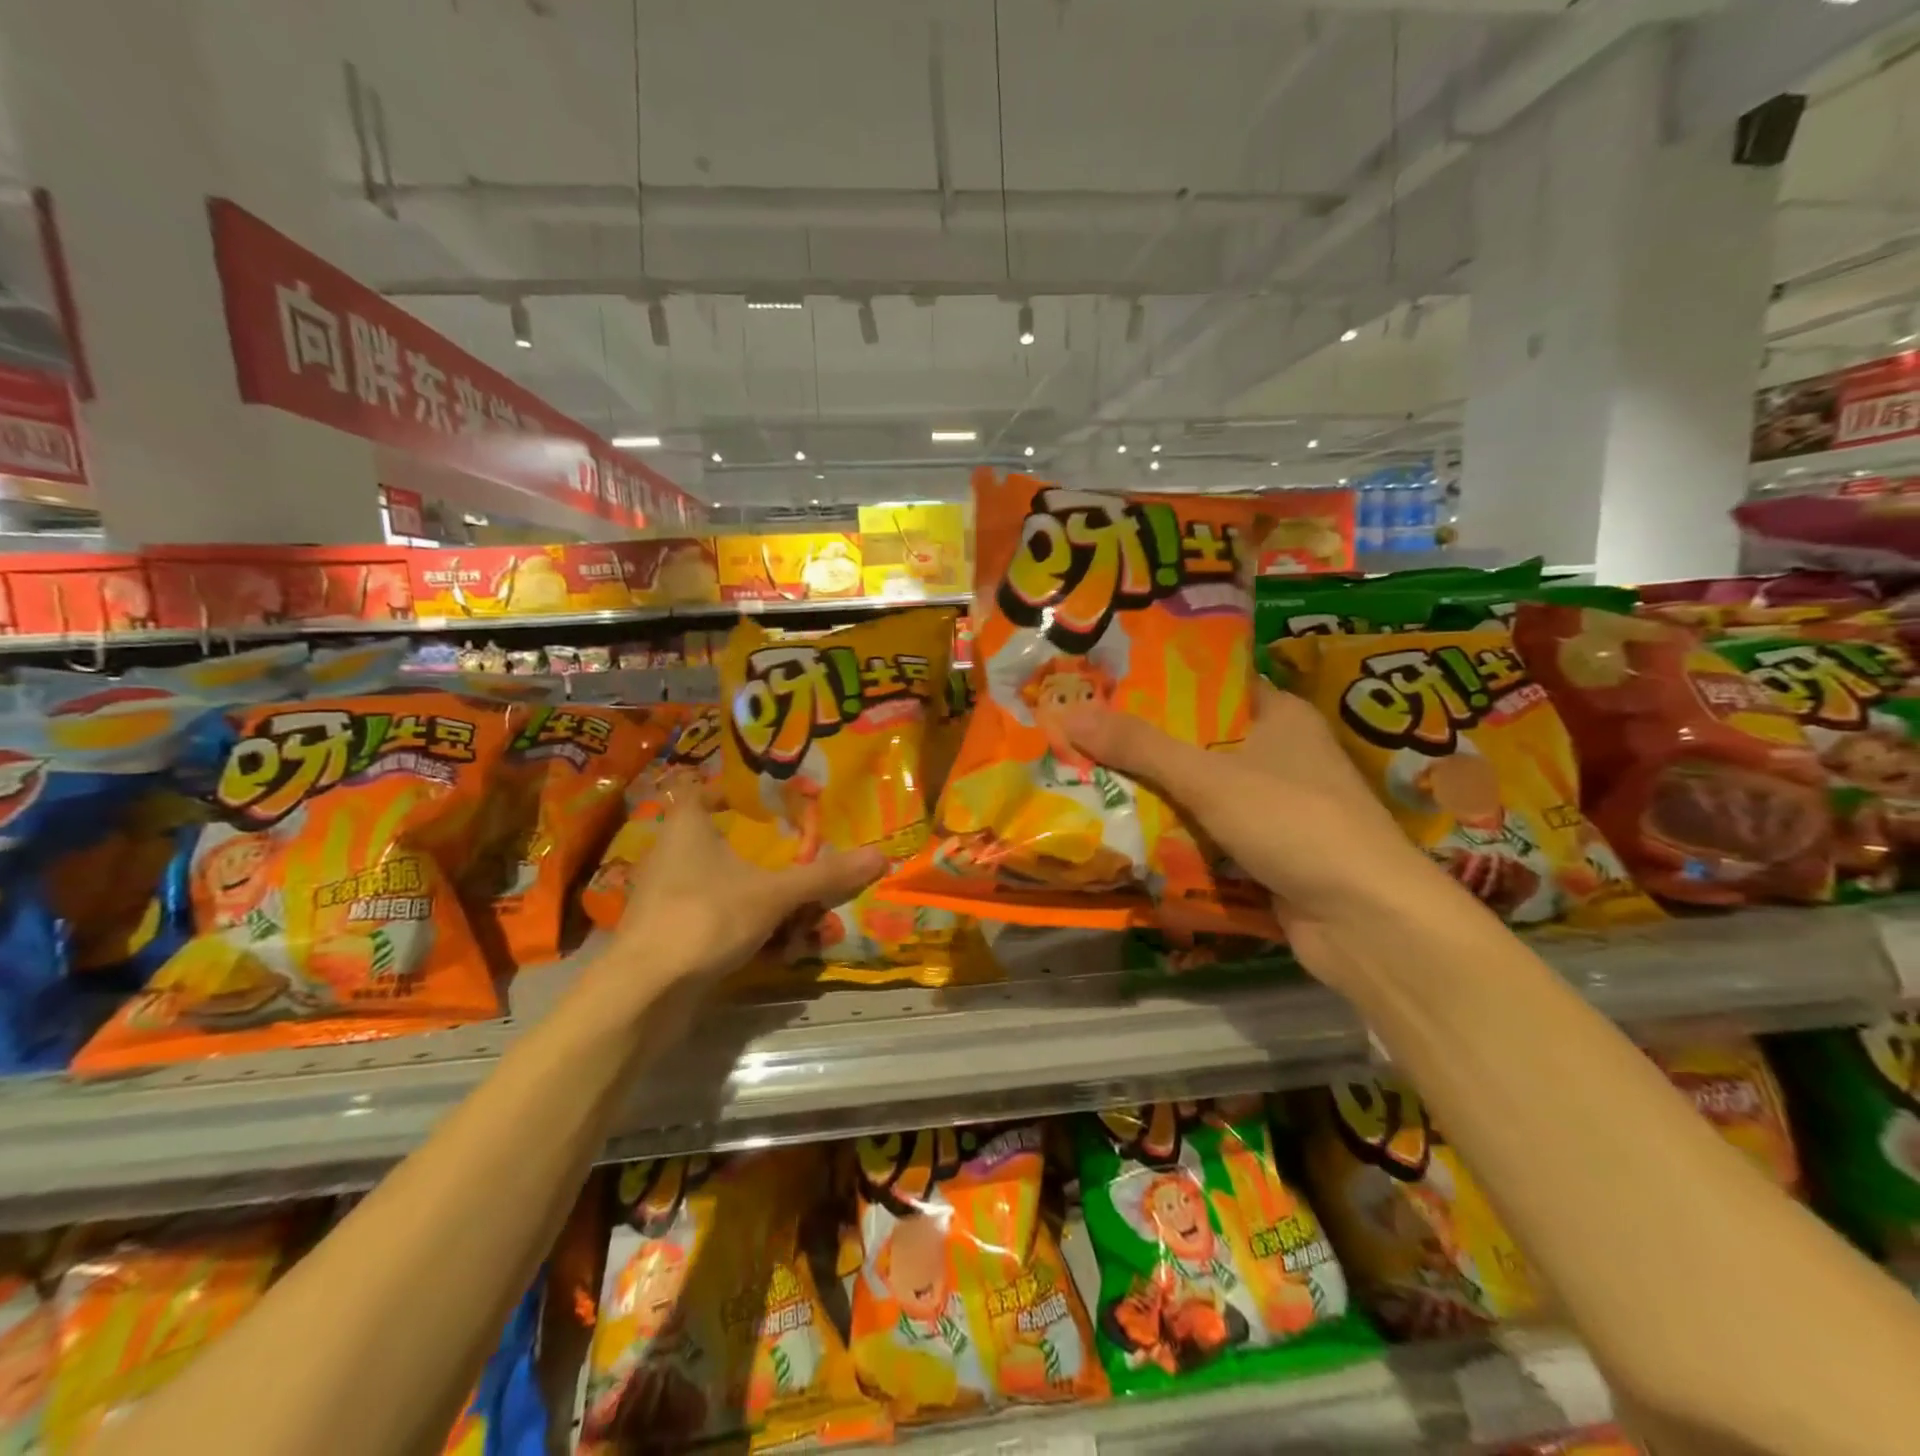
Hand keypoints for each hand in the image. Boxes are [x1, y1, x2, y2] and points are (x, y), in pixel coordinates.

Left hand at [595, 805, 882, 1000]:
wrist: (644, 992)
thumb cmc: (706, 918)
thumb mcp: (775, 895)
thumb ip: (825, 876)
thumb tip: (881, 855)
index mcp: (686, 828)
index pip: (698, 791)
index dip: (728, 791)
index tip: (763, 799)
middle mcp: (668, 855)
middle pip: (711, 839)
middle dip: (750, 849)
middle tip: (790, 852)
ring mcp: (662, 897)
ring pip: (712, 882)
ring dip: (748, 891)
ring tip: (789, 905)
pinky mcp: (664, 934)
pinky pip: (707, 916)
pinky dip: (735, 923)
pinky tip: (767, 944)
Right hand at [1064, 682, 1463, 986]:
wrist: (1366, 922)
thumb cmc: (1294, 823)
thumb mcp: (1210, 777)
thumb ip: (1140, 747)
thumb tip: (1070, 712)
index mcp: (1279, 715)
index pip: (1212, 684)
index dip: (1160, 683)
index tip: (1106, 685)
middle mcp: (1280, 753)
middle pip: (1199, 739)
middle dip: (1144, 743)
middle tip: (1083, 733)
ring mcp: (1275, 806)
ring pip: (1201, 789)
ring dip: (1156, 792)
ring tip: (1089, 777)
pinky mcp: (1268, 851)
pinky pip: (1209, 831)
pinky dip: (1176, 832)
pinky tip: (1127, 830)